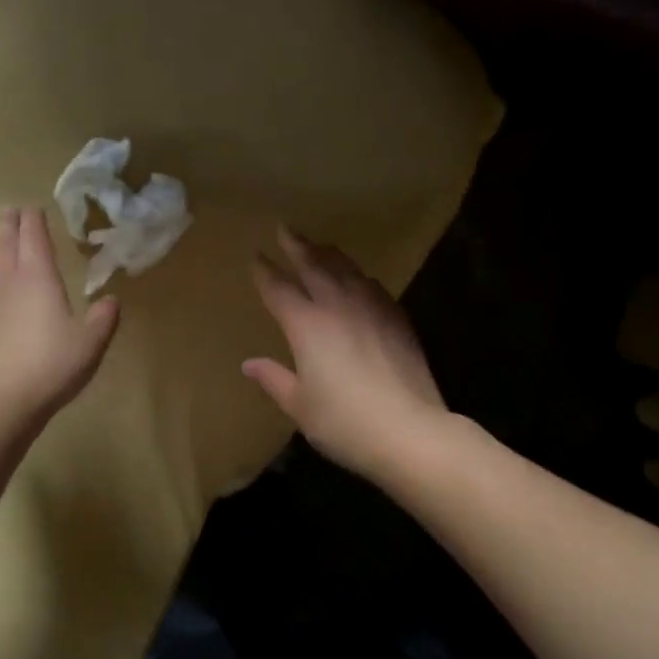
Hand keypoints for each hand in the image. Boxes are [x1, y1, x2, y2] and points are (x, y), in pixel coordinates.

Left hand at [0, 207, 119, 426]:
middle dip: (7, 224)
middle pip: (2, 242)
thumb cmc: (50, 366)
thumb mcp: (90, 343)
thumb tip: (111, 300)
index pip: (32, 236)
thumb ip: (103, 319)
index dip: (33, 219)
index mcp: (37, 276)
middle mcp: (5, 280)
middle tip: (10, 213)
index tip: (33, 209)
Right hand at [243, 227, 446, 479]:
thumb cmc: (345, 423)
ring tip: (321, 246)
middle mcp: (337, 306)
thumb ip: (274, 379)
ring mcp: (371, 308)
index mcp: (306, 325)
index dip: (265, 271)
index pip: (279, 289)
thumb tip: (249, 364)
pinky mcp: (398, 319)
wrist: (410, 430)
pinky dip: (359, 277)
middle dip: (297, 246)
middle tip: (286, 228)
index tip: (256, 256)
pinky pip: (373, 286)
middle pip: (314, 265)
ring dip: (329, 254)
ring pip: (347, 269)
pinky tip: (360, 280)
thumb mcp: (300, 406)